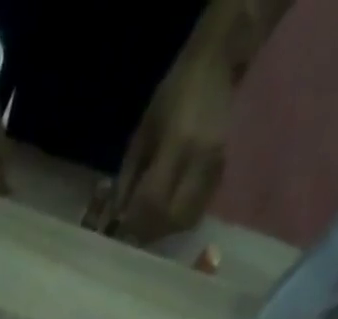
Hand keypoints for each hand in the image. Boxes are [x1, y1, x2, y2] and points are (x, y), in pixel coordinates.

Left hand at [104, 48, 232, 245]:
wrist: (216, 66)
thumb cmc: (171, 97)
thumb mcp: (141, 136)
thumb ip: (128, 180)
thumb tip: (115, 220)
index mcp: (178, 145)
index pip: (152, 201)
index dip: (132, 224)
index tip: (116, 232)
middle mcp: (200, 160)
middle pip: (171, 218)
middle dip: (147, 233)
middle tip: (130, 234)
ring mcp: (216, 167)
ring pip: (185, 221)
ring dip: (162, 231)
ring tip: (145, 226)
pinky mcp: (222, 172)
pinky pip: (196, 212)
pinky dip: (176, 221)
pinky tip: (164, 214)